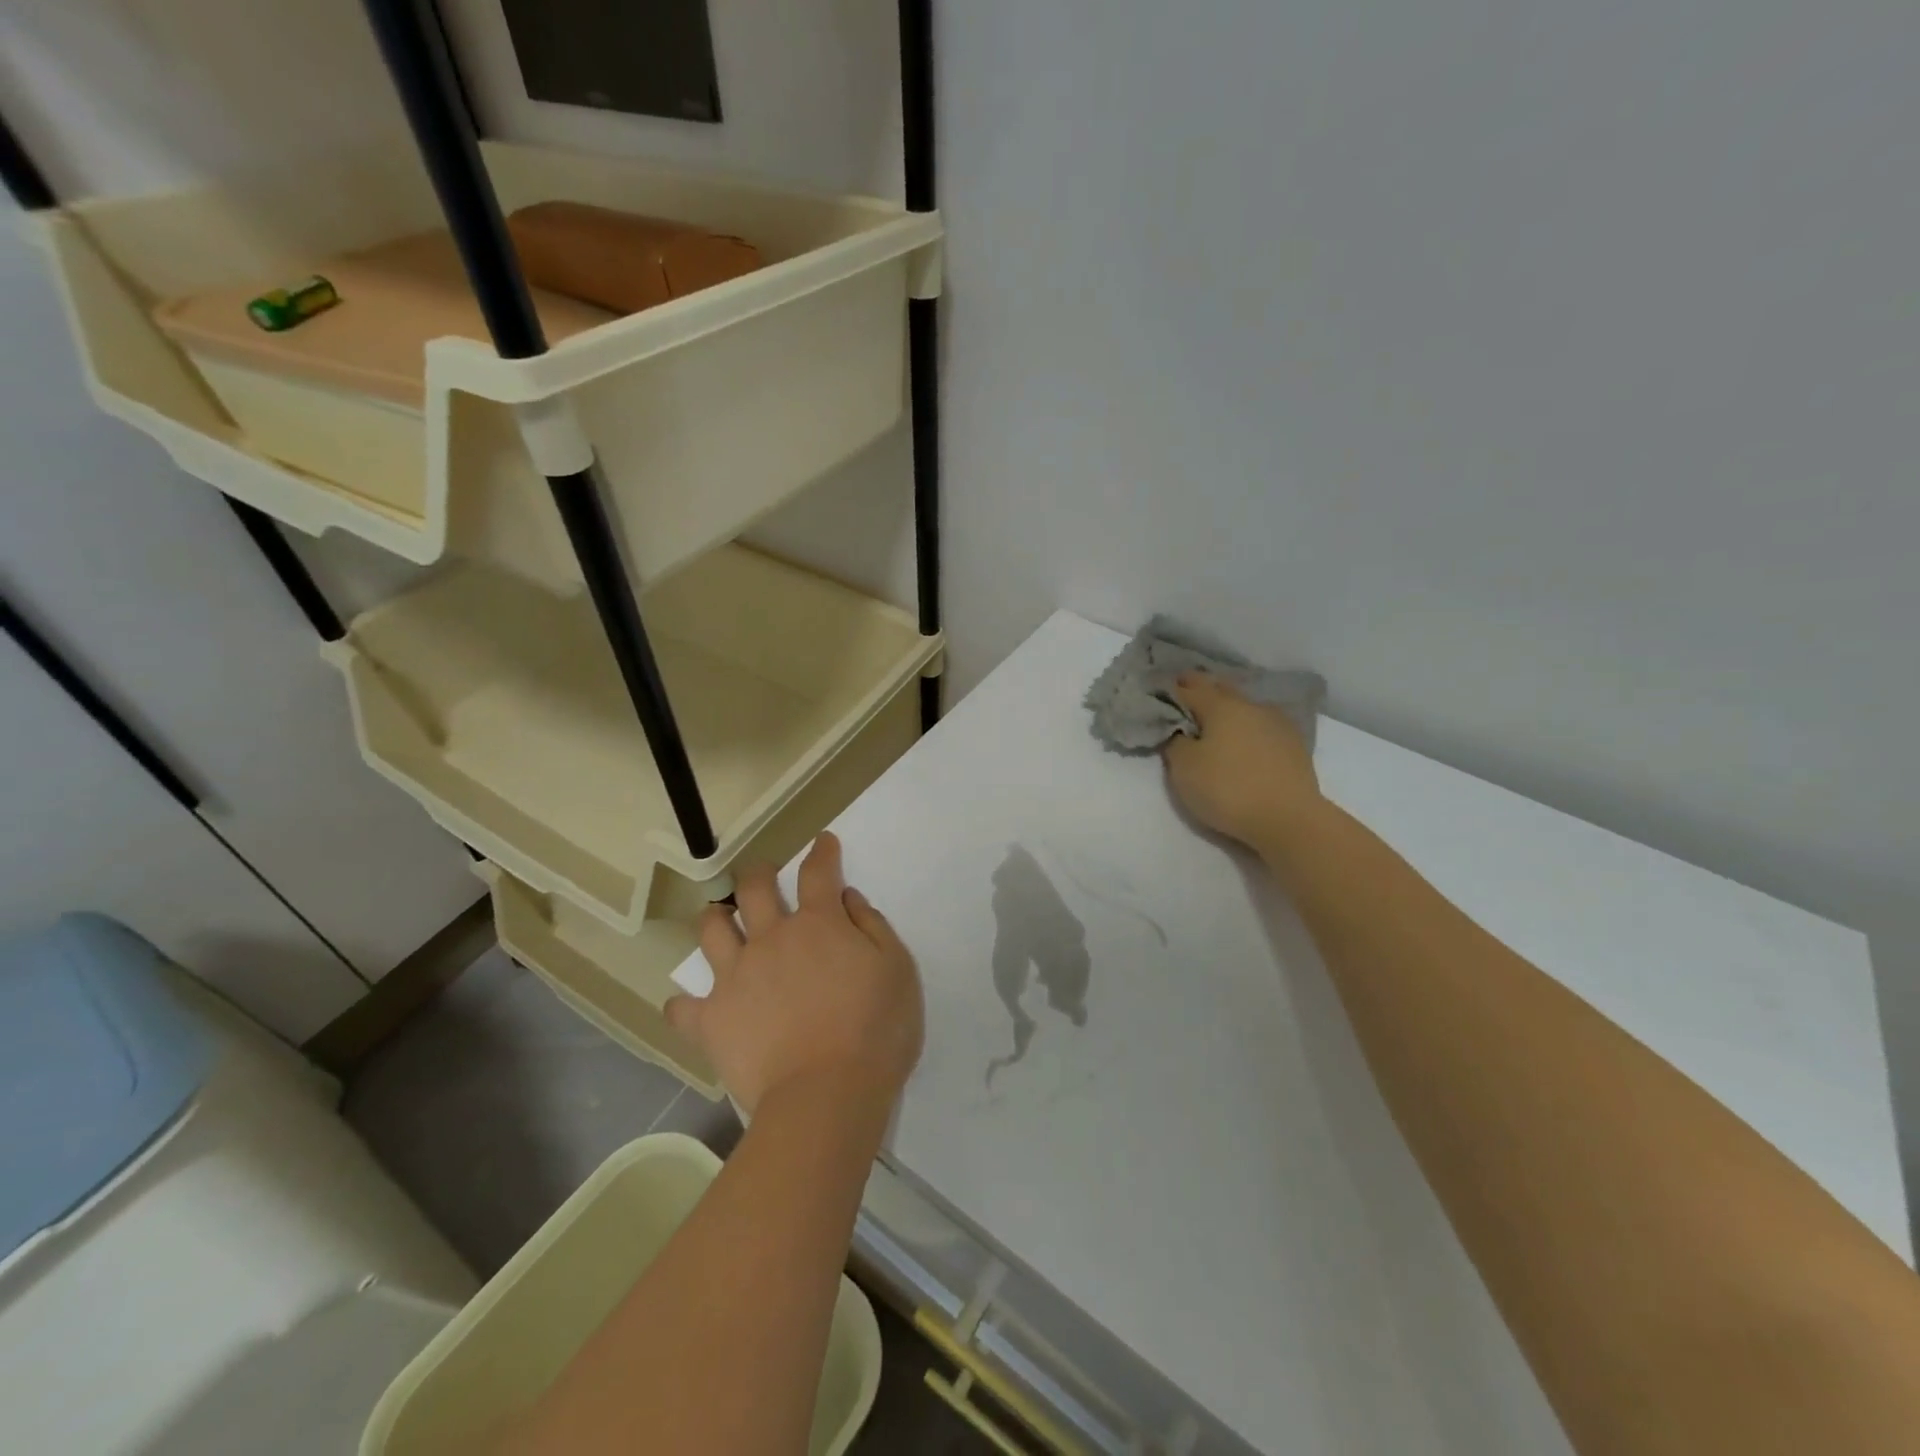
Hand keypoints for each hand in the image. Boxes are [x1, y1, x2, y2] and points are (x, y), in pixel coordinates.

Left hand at [665, 833, 923, 1117]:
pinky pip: (684, 1008)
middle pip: (754, 889)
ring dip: (715, 919)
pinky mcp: (712, 1020)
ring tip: (719, 920)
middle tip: (763, 876)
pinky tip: (687, 1006)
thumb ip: (873, 928)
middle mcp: (772, 939)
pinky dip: (685, 1005)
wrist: (826, 1095)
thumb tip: (848, 900)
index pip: (818, 873)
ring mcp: (736, 977)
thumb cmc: (875, 1031)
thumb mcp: (897, 971)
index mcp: (819, 925)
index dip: (821, 852)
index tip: (823, 842)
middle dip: (758, 874)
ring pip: (712, 931)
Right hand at [1162, 673, 1323, 849]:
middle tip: (1185, 695)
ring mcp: (1277, 723)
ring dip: (1228, 708)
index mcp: (1221, 706)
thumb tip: (1180, 729)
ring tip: (1215, 719)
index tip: (1160, 691)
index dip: (1172, 689)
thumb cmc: (1228, 788)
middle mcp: (1250, 706)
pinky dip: (1248, 727)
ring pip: (1244, 707)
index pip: (1189, 688)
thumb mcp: (1184, 768)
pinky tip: (1245, 738)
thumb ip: (1176, 741)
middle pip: (1221, 690)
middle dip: (1202, 690)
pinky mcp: (1294, 745)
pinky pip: (1262, 726)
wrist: (1289, 819)